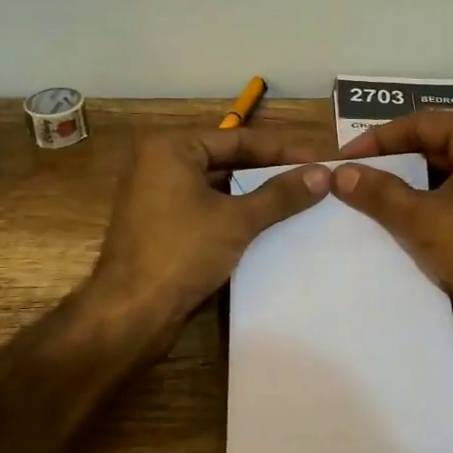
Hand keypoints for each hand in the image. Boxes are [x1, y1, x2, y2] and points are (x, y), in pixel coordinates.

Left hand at [88, 126, 333, 341]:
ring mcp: (158, 196)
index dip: (283, 150)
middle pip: (228, 160)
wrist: (130, 313)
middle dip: (270, 171)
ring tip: (300, 199)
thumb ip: (280, 195)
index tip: (320, 158)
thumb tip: (322, 174)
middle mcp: (160, 163)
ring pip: (219, 187)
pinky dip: (236, 214)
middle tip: (314, 178)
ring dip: (256, 194)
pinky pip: (207, 209)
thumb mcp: (236, 220)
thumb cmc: (181, 252)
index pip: (239, 138)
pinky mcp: (162, 226)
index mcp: (171, 148)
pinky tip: (270, 225)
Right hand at [334, 111, 452, 343]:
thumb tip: (340, 173)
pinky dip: (443, 195)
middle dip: (398, 160)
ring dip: (419, 180)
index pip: (420, 123)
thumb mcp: (423, 220)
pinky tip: (418, 214)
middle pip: (439, 142)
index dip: (377, 140)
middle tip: (361, 176)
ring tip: (382, 196)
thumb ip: (379, 192)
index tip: (345, 158)